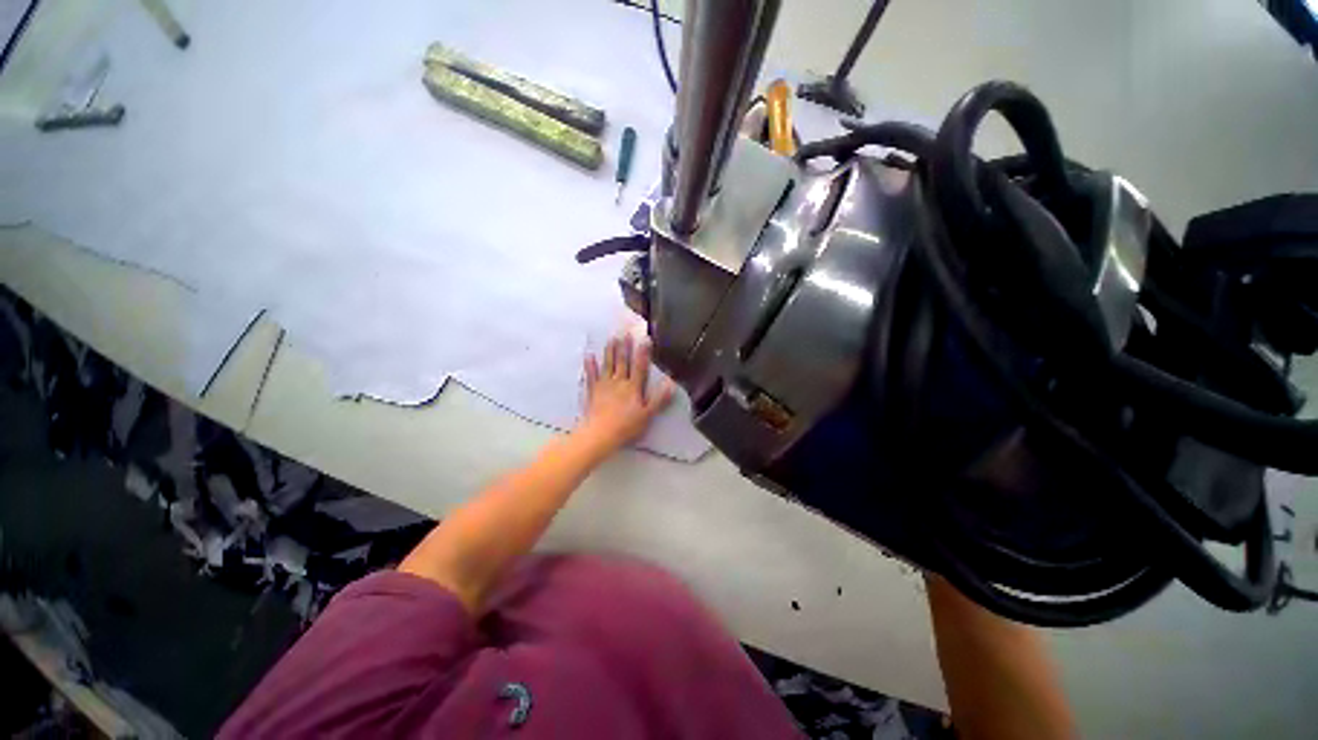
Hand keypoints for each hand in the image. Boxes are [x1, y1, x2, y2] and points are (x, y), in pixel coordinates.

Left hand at [578, 332, 675, 452]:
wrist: (601, 434)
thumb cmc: (627, 426)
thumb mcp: (647, 414)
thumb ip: (659, 398)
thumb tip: (671, 382)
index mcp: (633, 387)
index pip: (640, 367)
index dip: (643, 353)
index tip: (645, 339)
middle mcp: (619, 382)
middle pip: (623, 362)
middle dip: (625, 347)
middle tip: (625, 332)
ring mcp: (604, 385)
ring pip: (608, 365)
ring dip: (610, 351)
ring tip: (612, 338)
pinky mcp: (592, 391)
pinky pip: (591, 375)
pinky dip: (590, 365)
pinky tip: (589, 355)